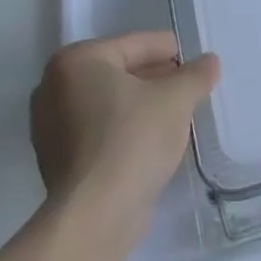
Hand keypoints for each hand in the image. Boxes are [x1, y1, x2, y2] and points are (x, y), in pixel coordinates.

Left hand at [29, 33, 218, 241]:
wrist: (95, 215)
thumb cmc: (133, 139)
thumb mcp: (176, 99)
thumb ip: (195, 75)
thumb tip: (210, 61)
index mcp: (77, 61)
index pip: (134, 44)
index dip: (167, 50)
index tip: (193, 59)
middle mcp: (54, 87)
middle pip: (118, 72)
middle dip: (153, 78)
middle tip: (187, 85)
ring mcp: (50, 127)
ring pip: (108, 104)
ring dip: (139, 105)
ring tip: (175, 112)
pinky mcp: (57, 161)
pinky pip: (98, 132)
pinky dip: (123, 129)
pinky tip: (151, 140)